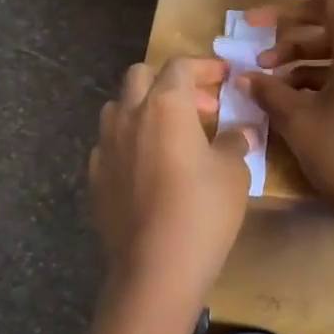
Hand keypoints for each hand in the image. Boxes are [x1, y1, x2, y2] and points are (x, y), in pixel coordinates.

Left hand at [89, 58, 254, 311]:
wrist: (155, 267)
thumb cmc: (203, 211)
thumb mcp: (233, 173)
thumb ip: (233, 142)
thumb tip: (237, 133)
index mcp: (165, 106)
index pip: (181, 66)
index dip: (204, 66)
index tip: (223, 76)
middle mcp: (129, 115)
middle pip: (141, 76)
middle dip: (169, 81)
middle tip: (198, 106)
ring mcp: (106, 146)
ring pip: (118, 107)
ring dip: (143, 108)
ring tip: (169, 133)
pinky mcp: (95, 176)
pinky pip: (109, 143)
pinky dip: (129, 142)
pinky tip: (147, 167)